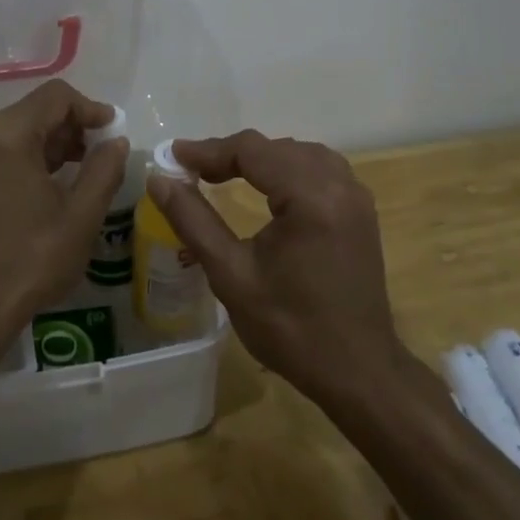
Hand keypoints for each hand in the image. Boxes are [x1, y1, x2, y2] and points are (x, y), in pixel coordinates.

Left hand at [0, 80, 128, 347]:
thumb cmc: (28, 261)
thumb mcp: (81, 216)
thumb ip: (104, 169)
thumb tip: (116, 142)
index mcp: (5, 135)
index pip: (56, 97)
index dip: (90, 109)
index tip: (113, 131)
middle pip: (32, 112)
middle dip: (70, 128)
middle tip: (99, 155)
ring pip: (13, 133)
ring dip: (48, 144)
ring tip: (77, 172)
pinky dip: (23, 159)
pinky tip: (43, 187)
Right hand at [146, 130, 404, 403]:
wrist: (357, 372)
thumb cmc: (290, 329)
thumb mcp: (231, 275)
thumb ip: (193, 220)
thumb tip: (158, 180)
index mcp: (311, 197)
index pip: (252, 151)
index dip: (209, 150)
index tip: (174, 156)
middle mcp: (339, 184)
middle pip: (276, 148)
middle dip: (232, 154)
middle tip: (192, 172)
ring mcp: (356, 196)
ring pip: (299, 153)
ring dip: (261, 158)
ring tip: (223, 174)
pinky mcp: (361, 210)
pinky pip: (320, 169)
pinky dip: (288, 168)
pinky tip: (268, 187)